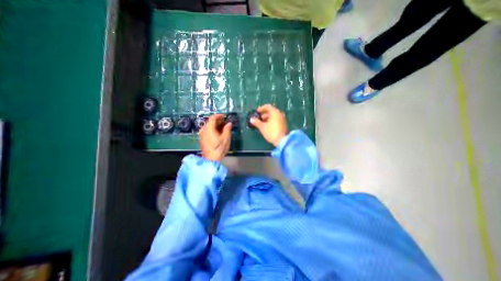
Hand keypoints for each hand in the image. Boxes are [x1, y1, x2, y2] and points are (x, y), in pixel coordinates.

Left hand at [199, 114, 231, 161]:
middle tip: (225, 122)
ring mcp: (202, 135)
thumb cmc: (219, 149)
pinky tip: (218, 133)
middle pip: (210, 122)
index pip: (213, 118)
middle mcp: (203, 130)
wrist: (210, 160)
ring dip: (215, 125)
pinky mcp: (202, 139)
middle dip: (218, 121)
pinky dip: (213, 129)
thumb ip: (227, 129)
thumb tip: (229, 123)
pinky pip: (207, 131)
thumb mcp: (226, 139)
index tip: (225, 116)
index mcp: (209, 128)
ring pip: (208, 126)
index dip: (219, 115)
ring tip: (223, 127)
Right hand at [250, 103, 286, 146]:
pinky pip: (276, 120)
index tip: (257, 112)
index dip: (261, 108)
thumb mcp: (262, 127)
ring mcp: (282, 119)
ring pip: (273, 116)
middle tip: (258, 118)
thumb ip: (256, 122)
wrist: (281, 141)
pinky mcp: (283, 124)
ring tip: (261, 123)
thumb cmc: (271, 132)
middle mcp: (279, 114)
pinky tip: (267, 126)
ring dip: (267, 118)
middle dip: (263, 114)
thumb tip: (251, 119)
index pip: (267, 106)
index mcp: (275, 112)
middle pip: (271, 111)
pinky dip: (271, 121)